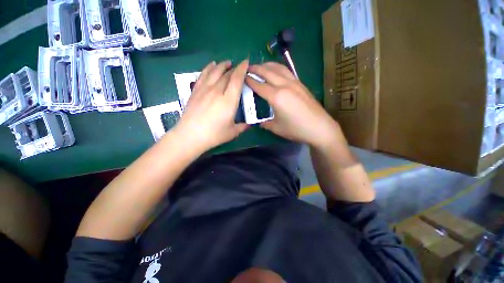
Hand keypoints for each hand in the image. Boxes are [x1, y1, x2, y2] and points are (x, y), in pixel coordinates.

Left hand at [173, 60, 248, 151]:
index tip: (246, 62)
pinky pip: (203, 75)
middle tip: (239, 67)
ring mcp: (205, 90)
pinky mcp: (195, 91)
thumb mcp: (232, 132)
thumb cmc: (214, 135)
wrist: (190, 136)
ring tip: (227, 62)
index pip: (236, 79)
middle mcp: (217, 91)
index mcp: (228, 101)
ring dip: (222, 65)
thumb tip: (249, 125)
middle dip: (234, 69)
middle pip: (226, 74)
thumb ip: (243, 127)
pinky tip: (211, 65)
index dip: (242, 69)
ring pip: (214, 72)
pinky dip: (208, 68)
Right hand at [246, 62, 339, 147]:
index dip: (249, 80)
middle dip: (256, 68)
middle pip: (267, 72)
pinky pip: (287, 71)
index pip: (259, 85)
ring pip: (279, 68)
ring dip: (268, 65)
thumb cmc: (296, 129)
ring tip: (261, 66)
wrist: (319, 127)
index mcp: (276, 97)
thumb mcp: (277, 128)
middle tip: (248, 68)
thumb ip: (266, 123)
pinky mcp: (301, 84)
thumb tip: (260, 122)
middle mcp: (285, 86)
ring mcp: (294, 83)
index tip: (242, 76)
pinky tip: (276, 71)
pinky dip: (278, 68)